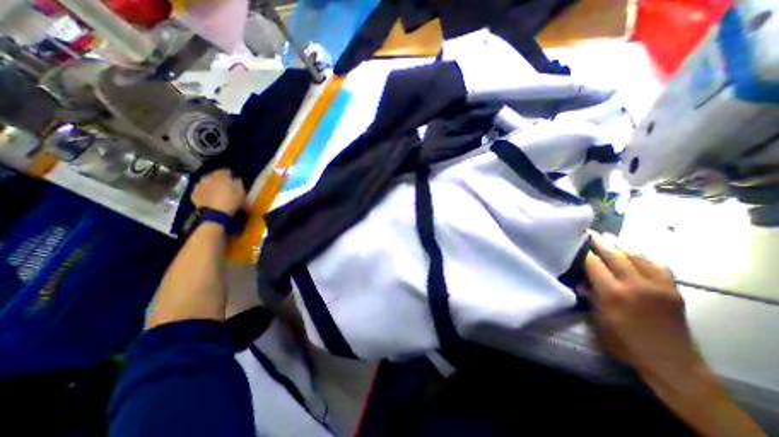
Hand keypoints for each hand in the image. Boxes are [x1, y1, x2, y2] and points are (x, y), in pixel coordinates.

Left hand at [192, 167, 245, 214]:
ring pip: (206, 182)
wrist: (216, 214)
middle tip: (225, 186)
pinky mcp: (193, 194)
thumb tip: (236, 178)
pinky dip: (205, 192)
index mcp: (220, 175)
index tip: (233, 180)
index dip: (230, 175)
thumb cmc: (231, 201)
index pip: (225, 170)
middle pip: (214, 175)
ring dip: (211, 185)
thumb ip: (238, 182)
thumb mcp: (241, 191)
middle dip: (219, 179)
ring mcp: (198, 185)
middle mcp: (207, 177)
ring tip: (216, 191)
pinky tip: (209, 197)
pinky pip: (201, 190)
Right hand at [584, 233, 765, 436]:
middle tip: (590, 233)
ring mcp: (657, 286)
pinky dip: (644, 256)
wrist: (670, 361)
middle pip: (614, 255)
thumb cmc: (624, 342)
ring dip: (621, 245)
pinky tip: (635, 253)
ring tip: (609, 237)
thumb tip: (581, 281)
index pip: (593, 264)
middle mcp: (634, 285)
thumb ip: (590, 296)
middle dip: (600, 243)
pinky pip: (658, 265)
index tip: (575, 245)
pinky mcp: (673, 290)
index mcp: (612, 293)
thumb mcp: (598, 319)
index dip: (583, 253)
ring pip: (637, 256)